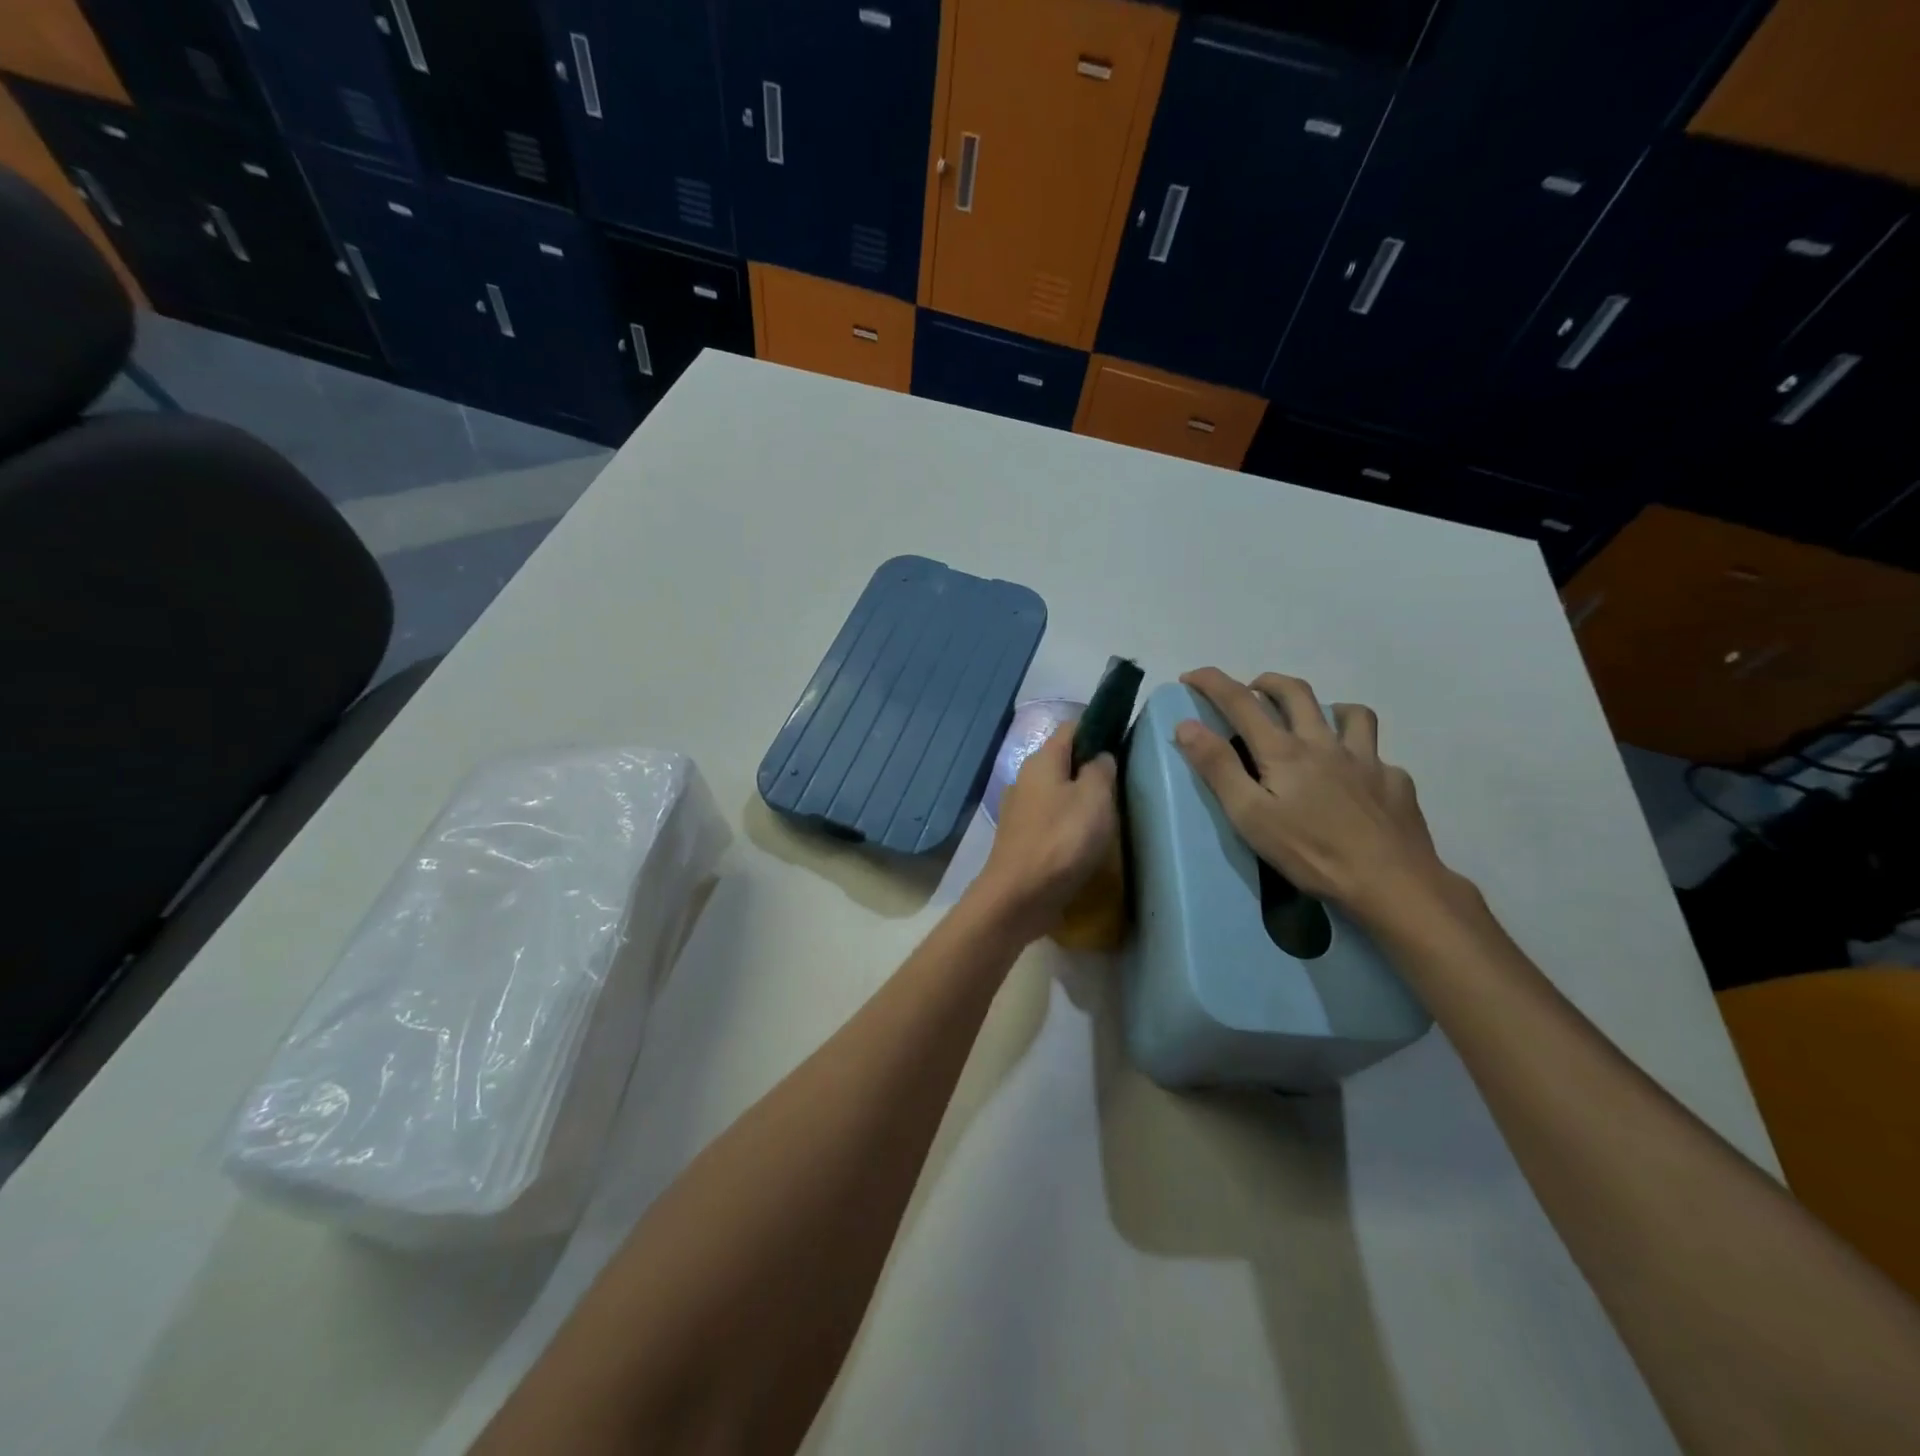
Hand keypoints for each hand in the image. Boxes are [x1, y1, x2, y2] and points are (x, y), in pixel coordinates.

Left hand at [974, 723, 1118, 941]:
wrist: (1019, 896)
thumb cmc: (1061, 840)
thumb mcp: (1094, 798)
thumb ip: (1101, 770)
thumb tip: (1101, 756)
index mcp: (1042, 760)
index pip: (1072, 728)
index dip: (1098, 729)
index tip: (1124, 742)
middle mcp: (1026, 778)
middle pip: (1064, 761)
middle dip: (1091, 767)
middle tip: (1122, 784)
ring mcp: (1020, 809)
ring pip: (1057, 791)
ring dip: (1081, 798)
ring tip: (1110, 814)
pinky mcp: (1022, 838)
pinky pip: (1051, 819)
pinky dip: (1069, 823)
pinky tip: (1086, 840)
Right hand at [1175, 667, 1452, 922]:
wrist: (1392, 882)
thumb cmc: (1311, 852)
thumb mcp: (1250, 815)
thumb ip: (1218, 768)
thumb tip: (1186, 725)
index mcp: (1284, 751)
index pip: (1241, 702)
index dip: (1213, 682)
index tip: (1191, 675)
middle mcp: (1325, 743)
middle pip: (1296, 692)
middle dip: (1267, 682)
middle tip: (1251, 690)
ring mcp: (1366, 759)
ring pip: (1349, 713)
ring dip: (1324, 707)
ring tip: (1312, 722)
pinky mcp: (1394, 781)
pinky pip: (1376, 755)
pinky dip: (1360, 754)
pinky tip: (1356, 777)